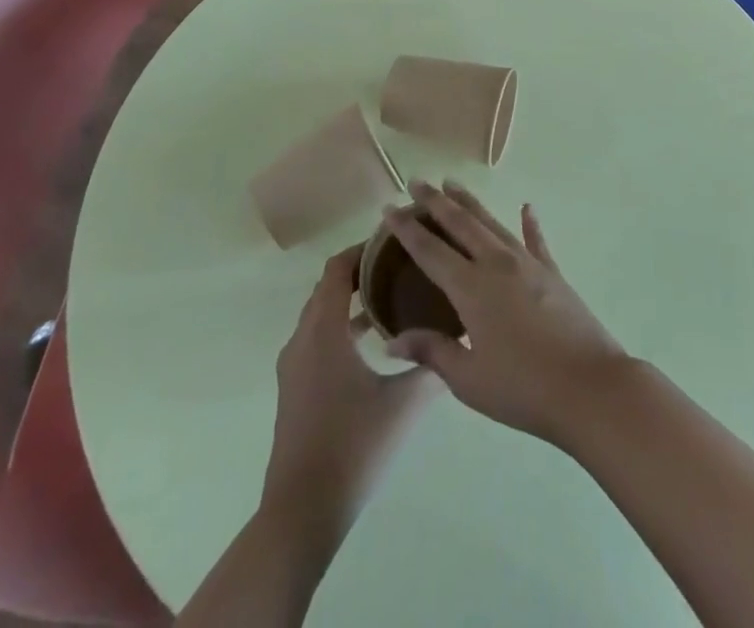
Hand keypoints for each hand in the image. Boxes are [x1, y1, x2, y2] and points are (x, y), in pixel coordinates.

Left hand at [261, 245, 440, 542]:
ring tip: (393, 298)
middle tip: (401, 265)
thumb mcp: (404, 404)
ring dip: (352, 301)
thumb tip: (459, 343)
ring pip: (321, 315)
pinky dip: (342, 328)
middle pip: (328, 287)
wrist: (301, 513)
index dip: (363, 248)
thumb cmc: (353, 447)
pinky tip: (374, 345)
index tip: (395, 241)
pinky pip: (317, 339)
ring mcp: (294, 367)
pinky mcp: (294, 390)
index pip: (337, 269)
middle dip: (361, 271)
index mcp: (324, 331)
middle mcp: (302, 340)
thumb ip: (432, 368)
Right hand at [383, 181, 631, 445]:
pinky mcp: (553, 273)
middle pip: (461, 224)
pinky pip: (536, 240)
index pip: (430, 251)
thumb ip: (433, 352)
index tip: (389, 208)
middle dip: (436, 202)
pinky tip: (527, 207)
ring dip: (471, 203)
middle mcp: (497, 264)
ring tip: (453, 184)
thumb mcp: (469, 379)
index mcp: (471, 288)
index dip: (407, 229)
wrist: (589, 386)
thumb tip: (393, 340)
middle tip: (417, 182)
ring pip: (492, 223)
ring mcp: (528, 264)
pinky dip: (529, 223)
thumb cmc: (523, 388)